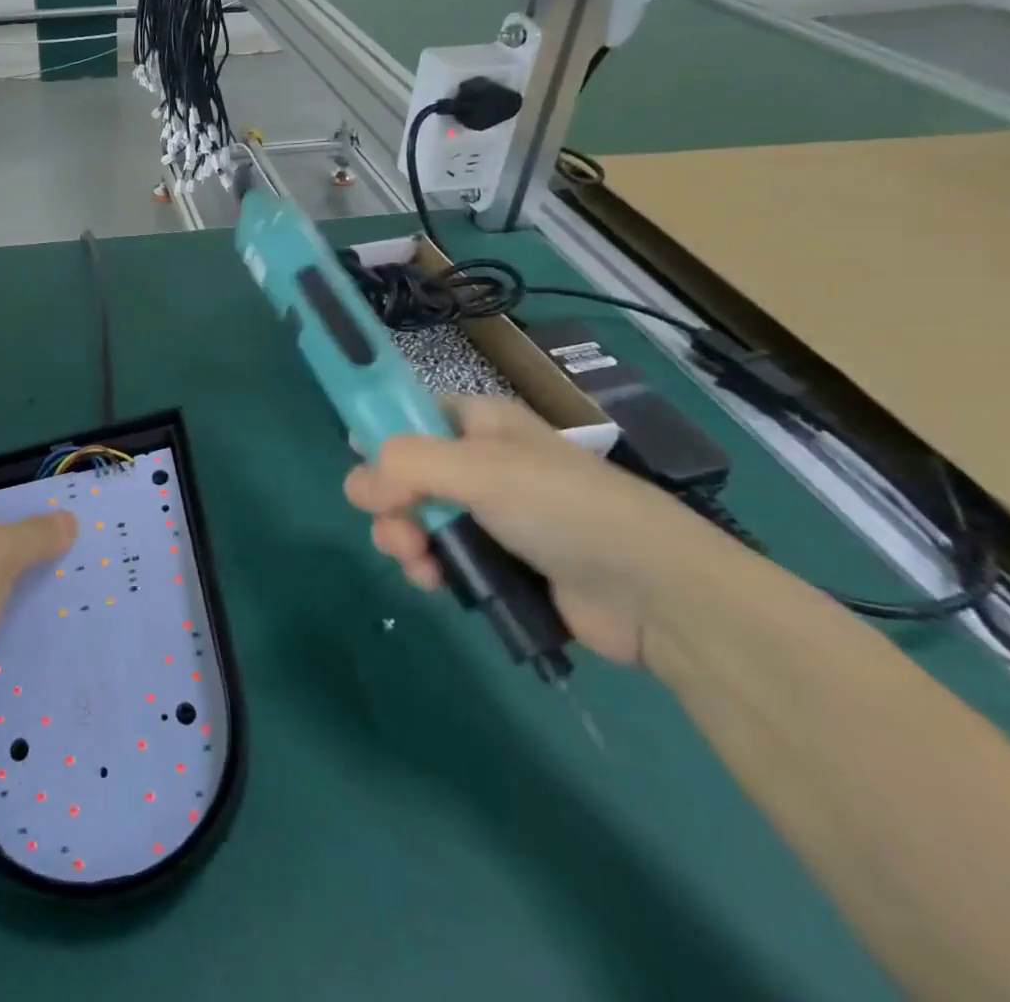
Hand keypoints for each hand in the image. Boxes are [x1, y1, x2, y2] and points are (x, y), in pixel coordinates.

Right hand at [344, 396, 714, 666]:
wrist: (654, 593)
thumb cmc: (565, 509)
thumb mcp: (480, 471)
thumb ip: (406, 466)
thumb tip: (355, 485)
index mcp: (480, 422)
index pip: (410, 415)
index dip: (381, 440)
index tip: (368, 475)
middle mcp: (480, 462)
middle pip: (404, 473)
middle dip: (389, 505)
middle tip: (400, 535)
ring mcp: (490, 513)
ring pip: (417, 518)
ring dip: (405, 541)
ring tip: (420, 565)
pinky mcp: (499, 561)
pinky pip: (443, 555)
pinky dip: (431, 568)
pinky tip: (437, 584)